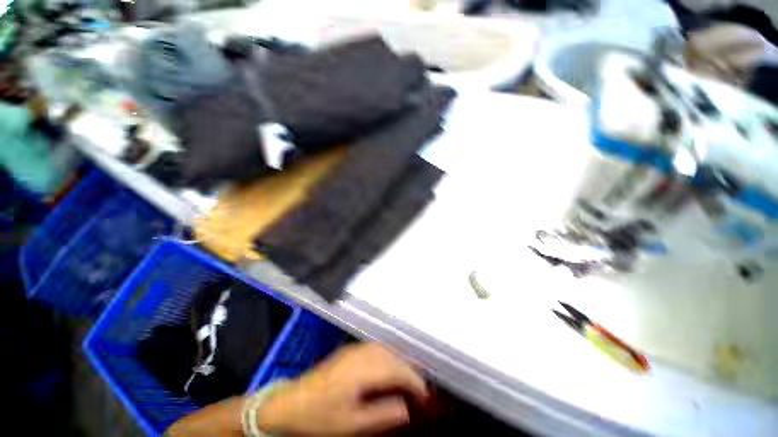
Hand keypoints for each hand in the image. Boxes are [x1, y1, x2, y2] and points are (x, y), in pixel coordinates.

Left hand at [257, 342, 428, 435]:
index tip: (425, 395)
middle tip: (418, 389)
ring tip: (406, 379)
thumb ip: (382, 414)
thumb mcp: (352, 423)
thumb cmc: (321, 416)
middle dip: (409, 370)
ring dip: (398, 362)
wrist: (290, 402)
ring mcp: (354, 349)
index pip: (397, 369)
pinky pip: (375, 349)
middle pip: (393, 356)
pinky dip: (387, 357)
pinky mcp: (349, 350)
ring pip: (385, 349)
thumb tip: (406, 409)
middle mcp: (361, 353)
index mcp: (363, 370)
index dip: (414, 381)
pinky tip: (387, 368)